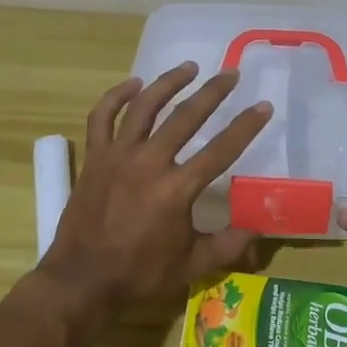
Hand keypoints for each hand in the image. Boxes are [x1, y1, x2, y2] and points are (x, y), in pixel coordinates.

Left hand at [39, 63, 273, 316]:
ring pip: (145, 106)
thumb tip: (259, 228)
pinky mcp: (95, 157)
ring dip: (169, 82)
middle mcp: (149, 162)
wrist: (82, 279)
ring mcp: (118, 156)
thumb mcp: (192, 265)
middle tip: (230, 74)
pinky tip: (134, 84)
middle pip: (186, 116)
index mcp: (177, 189)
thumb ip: (229, 244)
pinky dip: (117, 96)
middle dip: (213, 92)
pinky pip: (102, 116)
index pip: (221, 149)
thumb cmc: (140, 273)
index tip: (263, 106)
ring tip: (189, 67)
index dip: (246, 126)